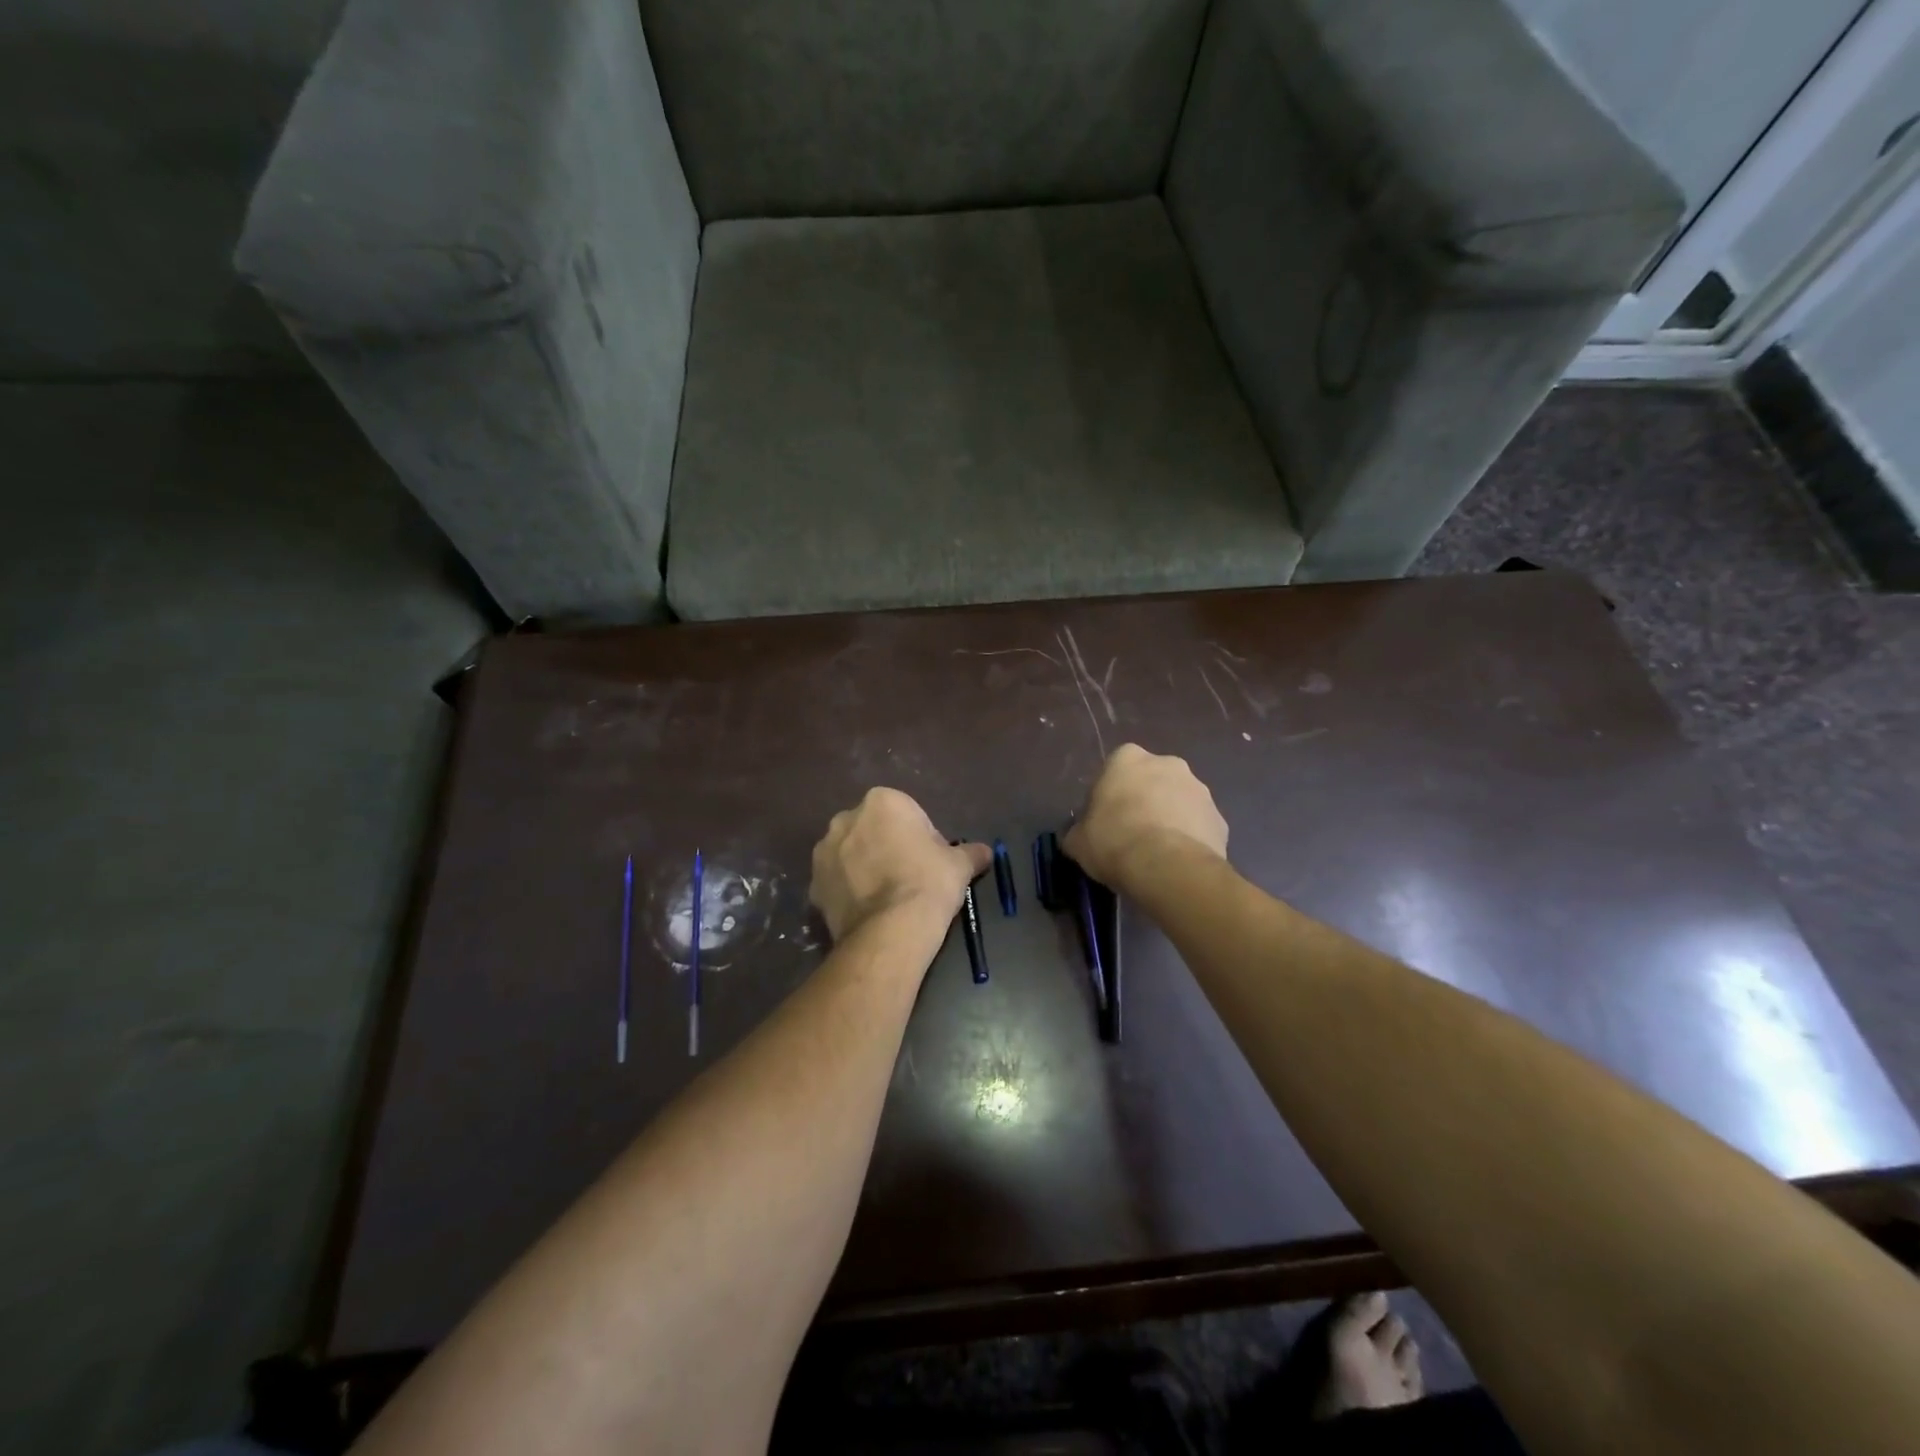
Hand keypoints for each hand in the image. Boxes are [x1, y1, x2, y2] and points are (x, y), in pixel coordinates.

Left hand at [810, 788, 990, 943]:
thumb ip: (971, 853)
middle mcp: (846, 819)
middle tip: (909, 878)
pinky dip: (849, 892)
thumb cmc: (928, 883)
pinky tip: (868, 912)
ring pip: (850, 855)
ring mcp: (824, 852)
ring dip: (864, 868)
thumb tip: (986, 852)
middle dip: (887, 847)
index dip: (921, 838)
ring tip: (886, 898)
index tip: (930, 862)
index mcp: (882, 802)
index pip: (907, 814)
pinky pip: (837, 883)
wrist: (891, 931)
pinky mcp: (813, 885)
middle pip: (874, 830)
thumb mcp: (959, 865)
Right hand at [1064, 744, 1228, 890]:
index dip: (1109, 795)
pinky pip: (1198, 827)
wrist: (1168, 868)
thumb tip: (1078, 837)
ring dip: (1169, 819)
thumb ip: (1078, 832)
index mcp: (1127, 758)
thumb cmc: (1114, 842)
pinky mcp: (1220, 819)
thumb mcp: (1078, 841)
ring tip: (1156, 854)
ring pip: (1178, 802)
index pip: (1115, 769)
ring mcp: (1200, 790)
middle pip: (1151, 781)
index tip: (1105, 820)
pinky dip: (1189, 840)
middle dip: (1144, 802)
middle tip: (1131, 835)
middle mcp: (1168, 763)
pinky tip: (1177, 863)